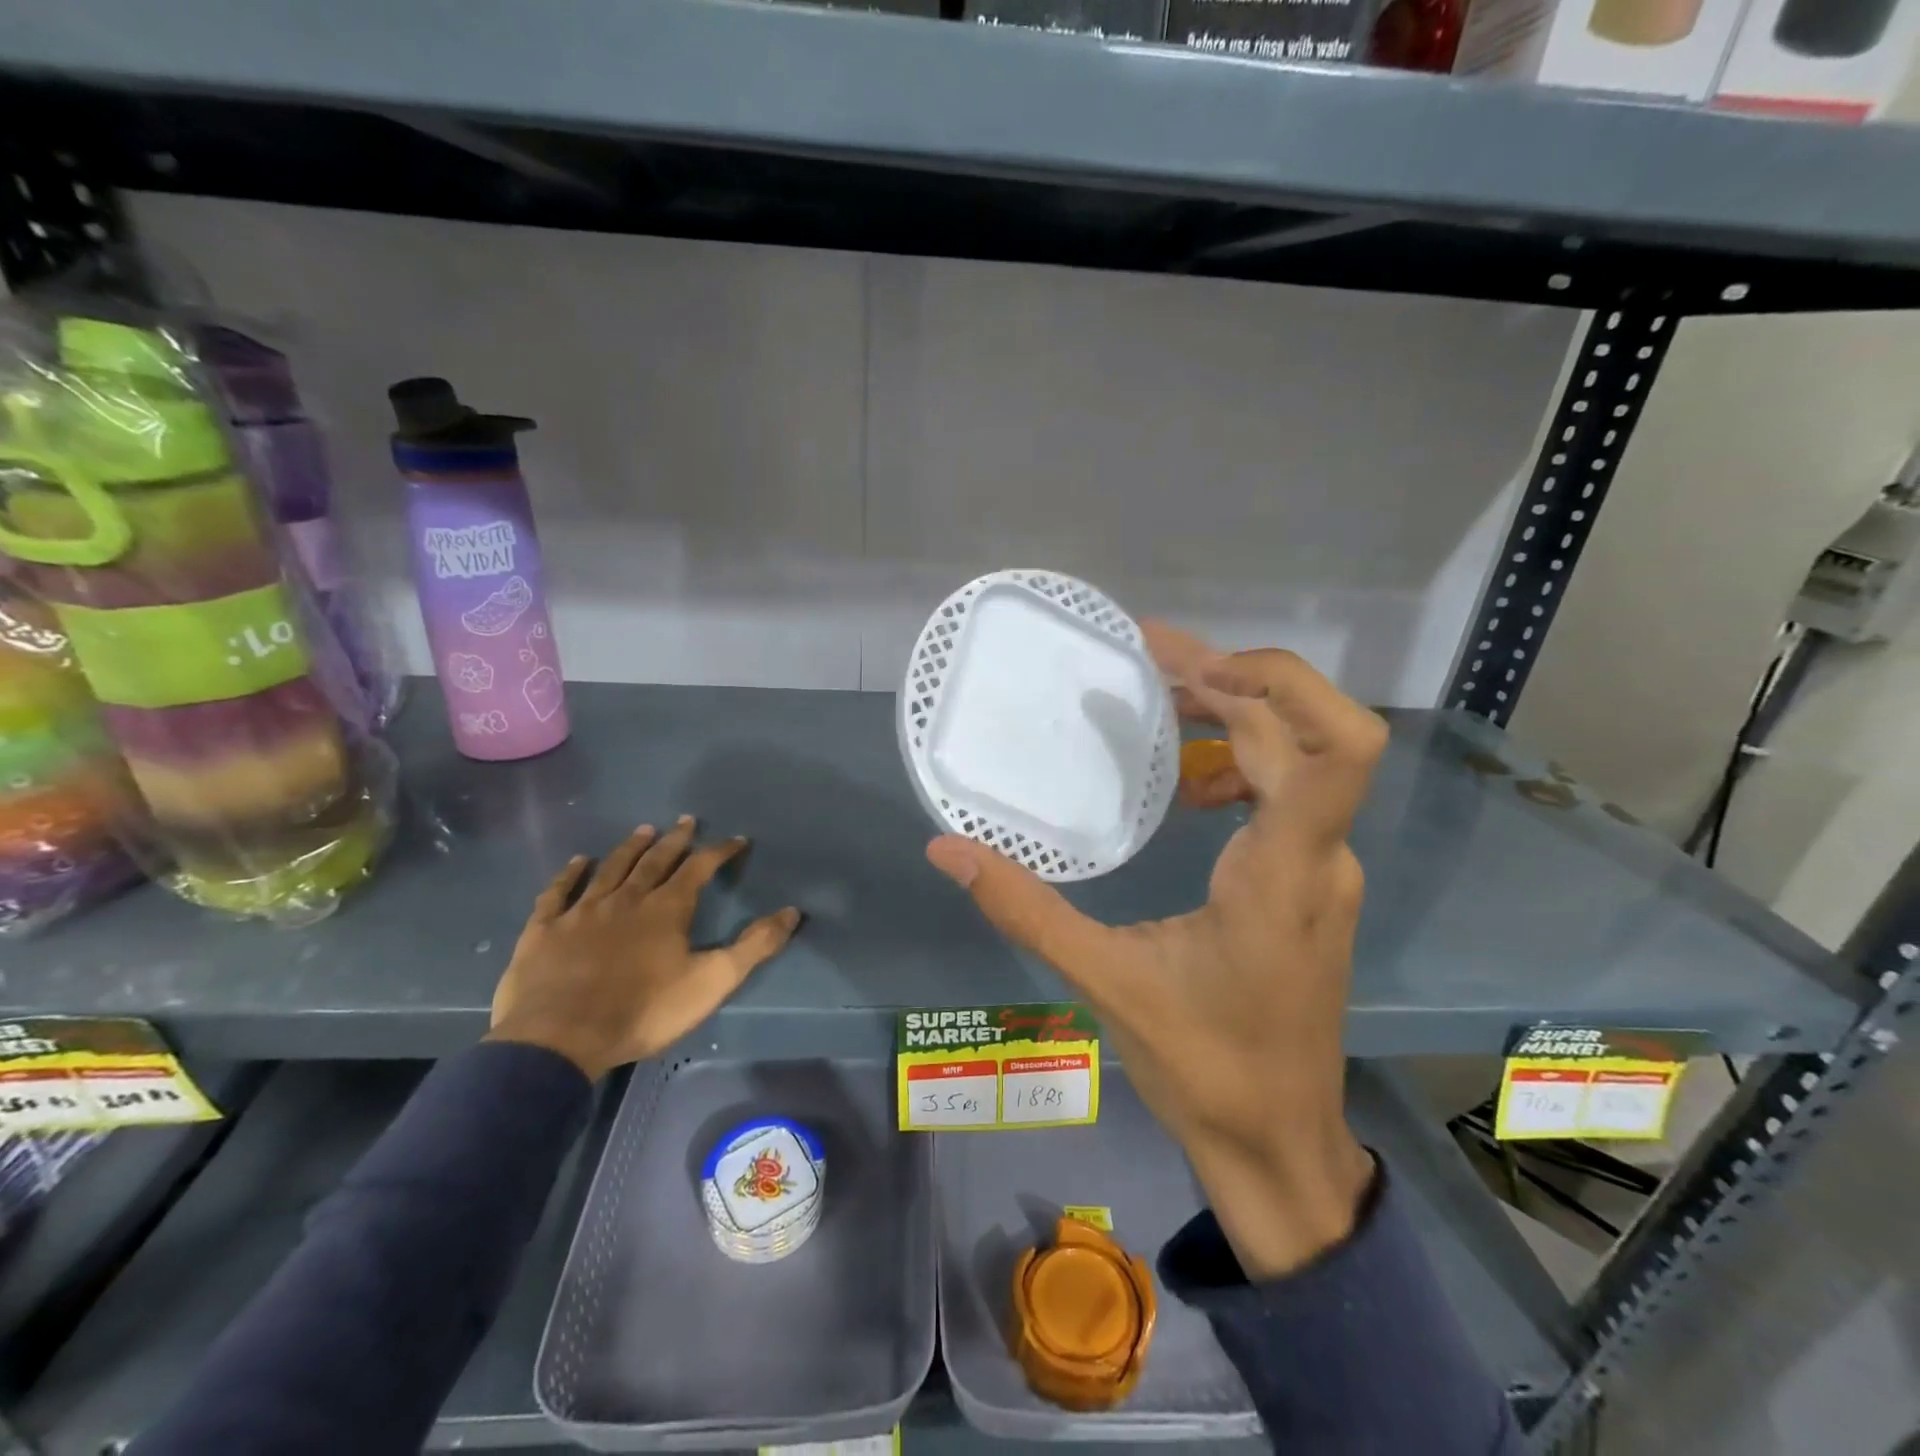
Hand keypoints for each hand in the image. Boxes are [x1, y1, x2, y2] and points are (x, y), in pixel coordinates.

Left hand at [487, 817, 800, 1079]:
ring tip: (643, 830)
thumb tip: (792, 911)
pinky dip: (569, 874)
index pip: (699, 868)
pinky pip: (558, 892)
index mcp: (666, 909)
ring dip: (630, 848)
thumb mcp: (711, 982)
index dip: (720, 852)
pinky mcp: (544, 929)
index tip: (737, 840)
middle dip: (675, 840)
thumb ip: (754, 946)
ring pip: (610, 869)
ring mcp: (582, 911)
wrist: (560, 1039)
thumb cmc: (643, 1011)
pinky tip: (577, 861)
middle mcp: (626, 899)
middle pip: (655, 861)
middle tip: (686, 821)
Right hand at [925, 623, 1384, 1278]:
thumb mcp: (1105, 983)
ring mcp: (1324, 870)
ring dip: (1237, 716)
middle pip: (1304, 732)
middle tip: (1149, 657)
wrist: (1279, 1145)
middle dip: (1230, 680)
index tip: (1192, 669)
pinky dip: (1240, 764)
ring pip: (1300, 759)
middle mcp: (1322, 857)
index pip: (1333, 748)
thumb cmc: (1204, 1069)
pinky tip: (1188, 786)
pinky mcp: (1312, 884)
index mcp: (1284, 873)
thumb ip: (1025, 909)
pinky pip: (1289, 795)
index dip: (1276, 683)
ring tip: (1161, 699)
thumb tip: (945, 849)